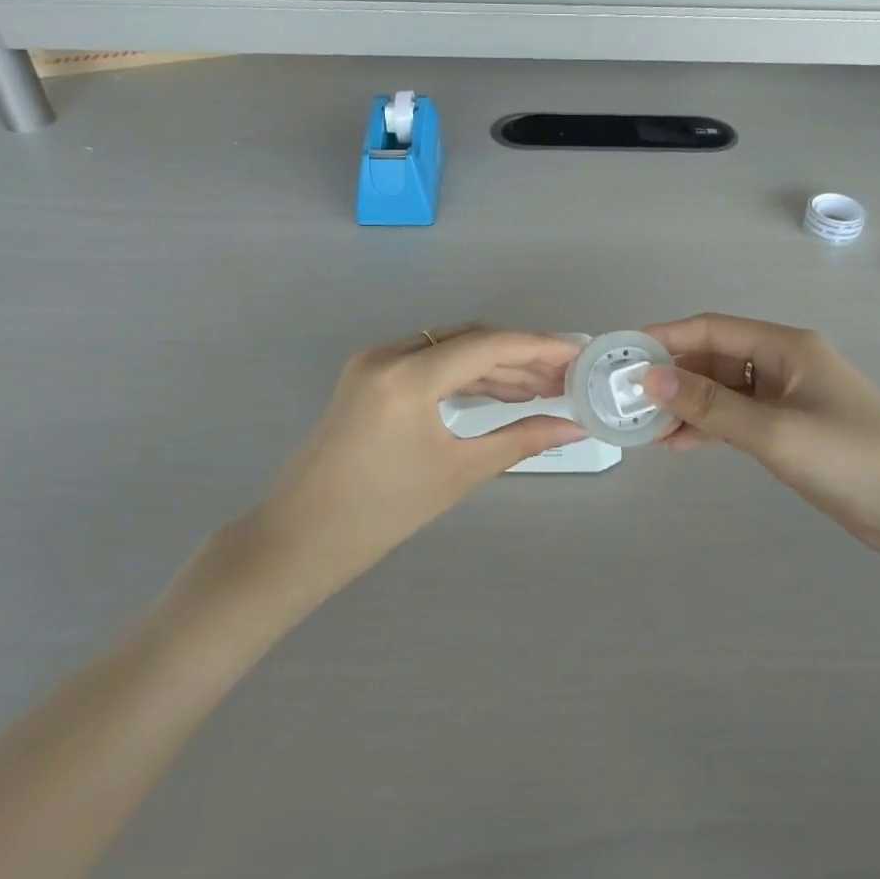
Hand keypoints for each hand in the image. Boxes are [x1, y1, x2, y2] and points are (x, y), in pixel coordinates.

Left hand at [243, 327, 583, 588]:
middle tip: (564, 376)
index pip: (488, 345)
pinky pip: (427, 363)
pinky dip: (463, 375)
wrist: (301, 538)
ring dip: (494, 366)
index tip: (578, 353)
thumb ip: (520, 439)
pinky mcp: (367, 377)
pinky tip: (496, 392)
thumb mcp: (458, 472)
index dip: (539, 347)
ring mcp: (373, 362)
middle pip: (469, 340)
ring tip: (540, 388)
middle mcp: (389, 354)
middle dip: (520, 356)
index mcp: (408, 375)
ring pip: (448, 349)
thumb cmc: (382, 512)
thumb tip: (575, 427)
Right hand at [642, 314, 879, 571]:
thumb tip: (648, 378)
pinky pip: (738, 418)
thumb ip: (710, 406)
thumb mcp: (775, 432)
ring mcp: (789, 398)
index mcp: (785, 347)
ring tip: (647, 430)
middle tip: (626, 402)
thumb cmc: (855, 460)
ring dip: (687, 406)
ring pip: (723, 391)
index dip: (664, 338)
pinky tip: (681, 444)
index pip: (710, 330)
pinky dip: (710, 427)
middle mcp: (783, 364)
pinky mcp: (792, 430)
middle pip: (714, 359)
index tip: (620, 355)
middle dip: (671, 377)